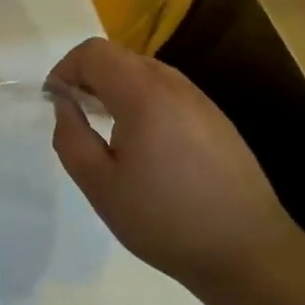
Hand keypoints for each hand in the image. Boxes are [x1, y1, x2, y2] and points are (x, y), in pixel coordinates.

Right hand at [47, 37, 304, 294]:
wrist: (248, 252)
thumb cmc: (165, 220)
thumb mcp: (100, 186)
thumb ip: (71, 137)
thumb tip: (63, 103)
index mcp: (143, 94)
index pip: (94, 52)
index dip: (66, 68)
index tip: (55, 102)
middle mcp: (174, 85)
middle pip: (119, 57)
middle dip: (89, 77)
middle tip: (76, 115)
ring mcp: (200, 100)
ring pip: (145, 72)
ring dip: (116, 88)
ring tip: (107, 131)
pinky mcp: (216, 119)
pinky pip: (168, 92)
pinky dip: (143, 101)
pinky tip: (145, 145)